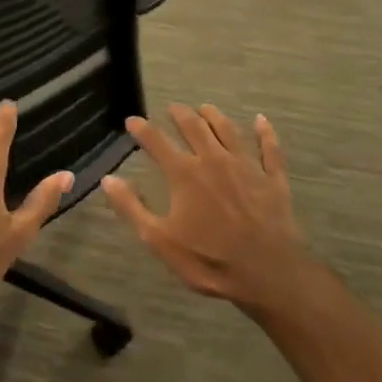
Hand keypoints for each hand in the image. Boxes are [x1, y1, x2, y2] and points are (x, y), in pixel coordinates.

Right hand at [102, 104, 307, 310]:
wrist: (267, 273)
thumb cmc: (208, 260)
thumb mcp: (159, 239)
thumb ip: (132, 207)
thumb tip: (108, 178)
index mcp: (185, 174)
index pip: (157, 141)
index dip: (142, 129)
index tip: (132, 120)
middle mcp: (214, 160)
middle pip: (195, 127)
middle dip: (181, 115)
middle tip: (173, 108)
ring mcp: (247, 167)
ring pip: (229, 131)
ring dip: (215, 116)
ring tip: (206, 108)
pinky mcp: (273, 179)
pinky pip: (270, 149)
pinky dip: (266, 133)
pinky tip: (262, 121)